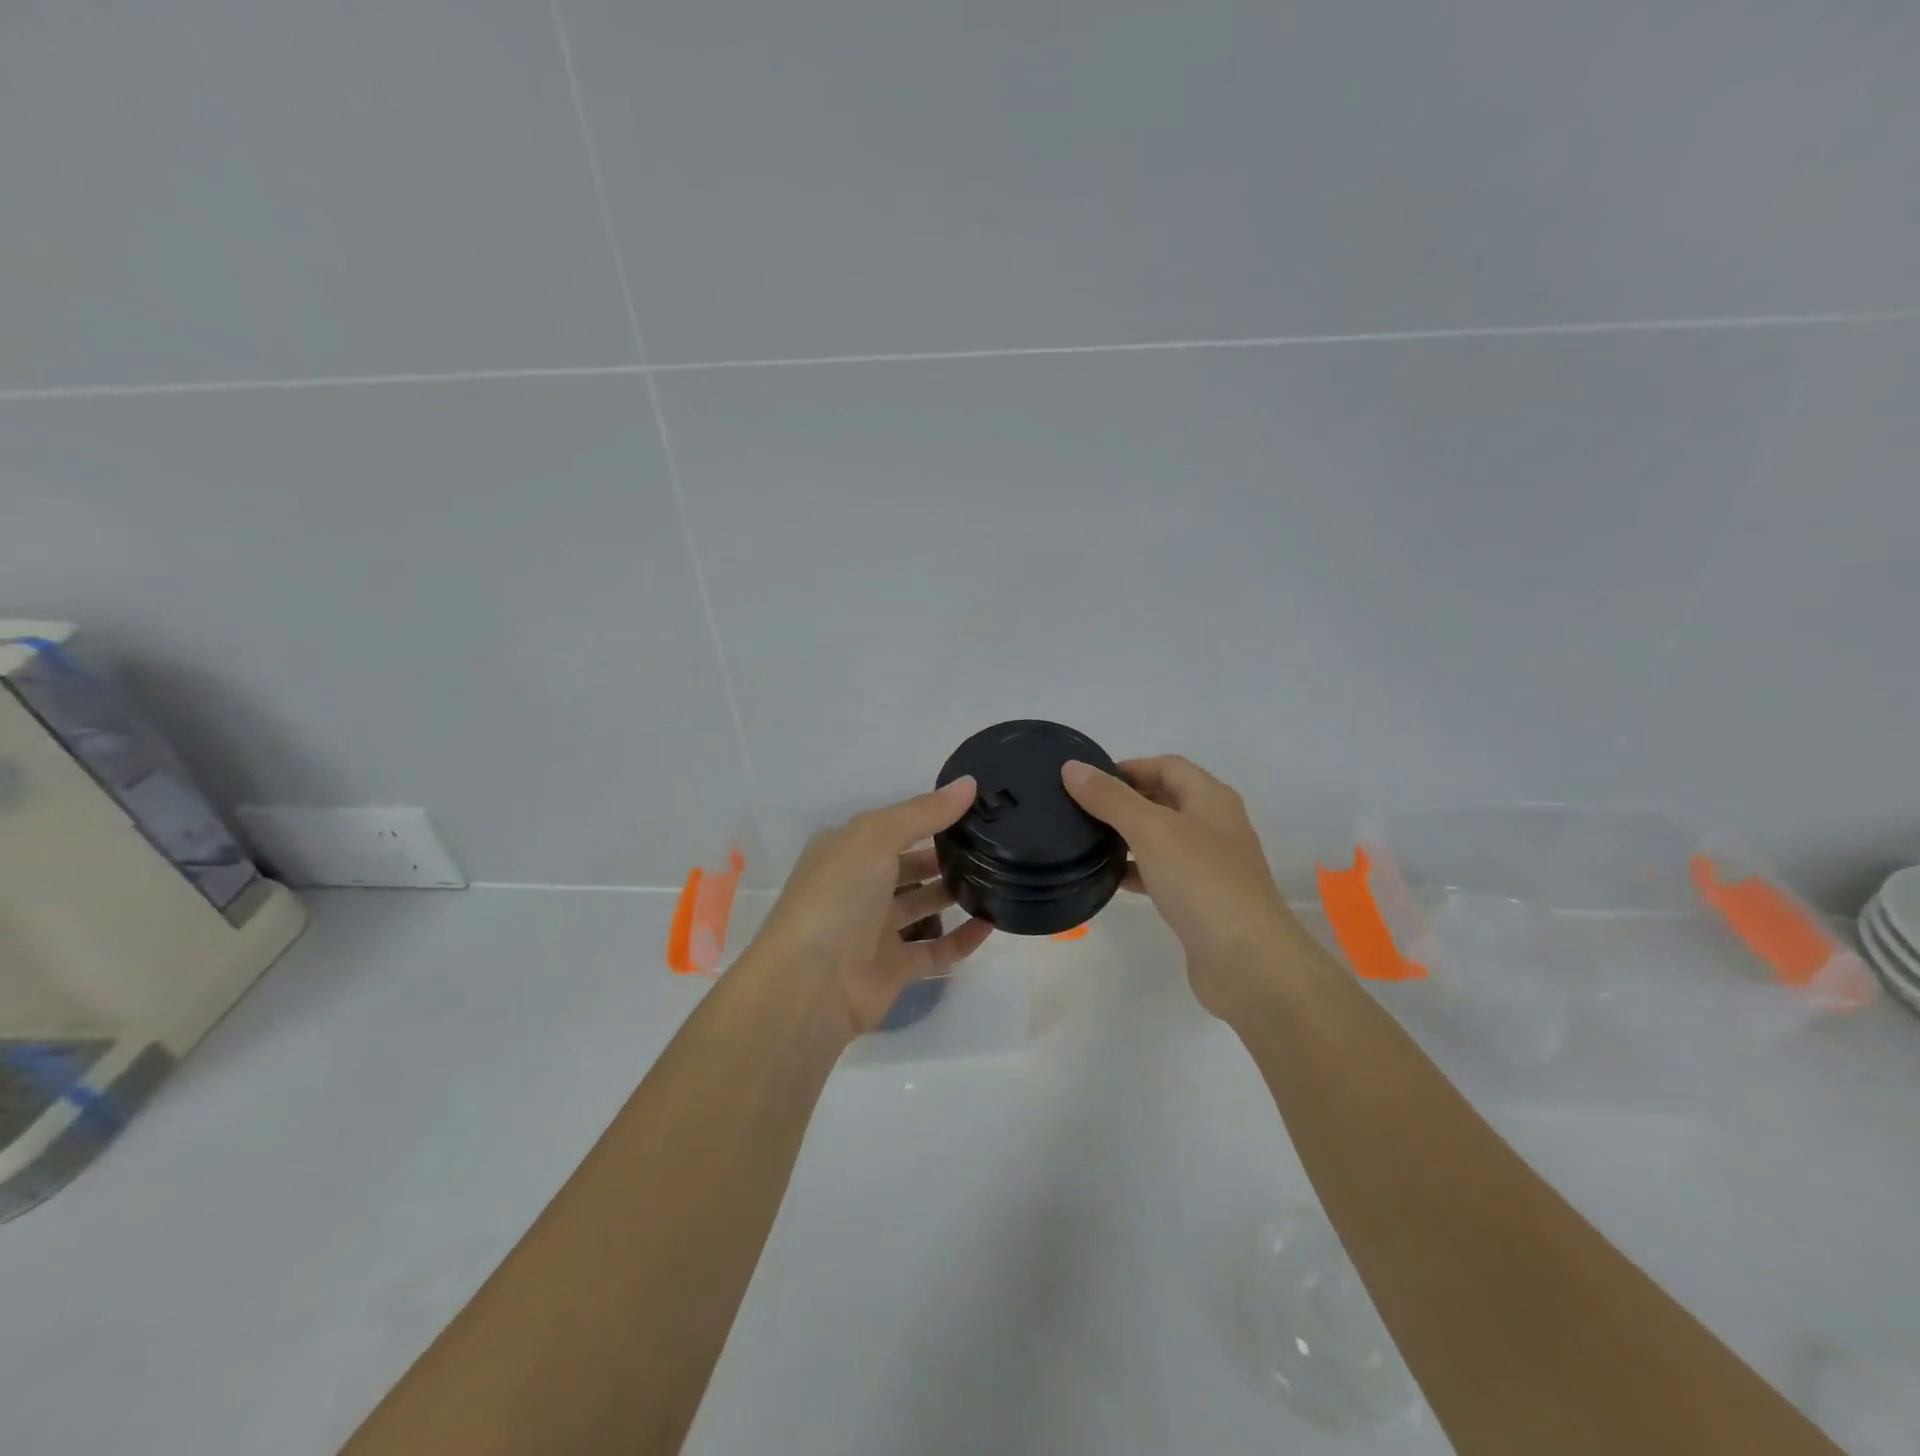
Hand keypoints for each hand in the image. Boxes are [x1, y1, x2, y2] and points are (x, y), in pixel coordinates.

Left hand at [748, 778, 993, 1036]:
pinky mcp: (892, 969)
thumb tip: (970, 783)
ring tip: (999, 875)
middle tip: (994, 841)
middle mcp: (858, 887)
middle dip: (944, 853)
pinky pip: (935, 950)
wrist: (809, 985)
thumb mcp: (875, 838)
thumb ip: (923, 812)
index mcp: (845, 851)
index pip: (893, 826)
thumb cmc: (837, 897)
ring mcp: (874, 930)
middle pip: (909, 864)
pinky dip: (962, 939)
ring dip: (954, 892)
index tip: (974, 806)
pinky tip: (991, 923)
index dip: (929, 815)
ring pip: (922, 905)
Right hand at [1062, 755, 1305, 1020]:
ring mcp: (1211, 865)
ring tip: (1086, 840)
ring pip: (1162, 838)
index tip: (1087, 780)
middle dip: (1125, 800)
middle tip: (1079, 808)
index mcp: (1211, 798)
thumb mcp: (1151, 830)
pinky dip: (1137, 870)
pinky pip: (1163, 873)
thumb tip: (1073, 768)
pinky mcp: (1202, 900)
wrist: (1249, 962)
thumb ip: (1111, 798)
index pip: (1167, 766)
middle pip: (1165, 799)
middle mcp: (1215, 825)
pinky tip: (1109, 878)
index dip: (1129, 767)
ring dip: (1128, 835)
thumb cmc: (1202, 882)